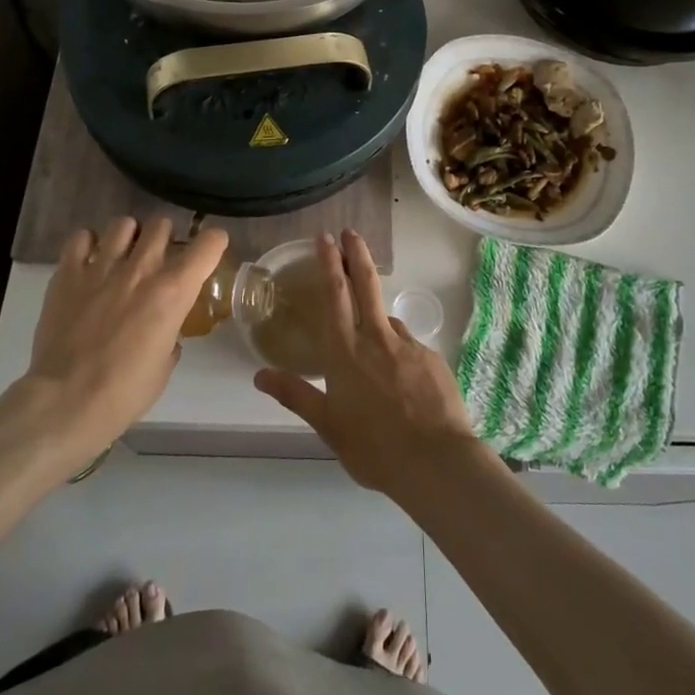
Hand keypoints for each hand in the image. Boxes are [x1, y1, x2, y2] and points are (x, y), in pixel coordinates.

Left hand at [20, 217, 227, 474]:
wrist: (66, 401)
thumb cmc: (124, 392)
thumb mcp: (164, 367)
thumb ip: (170, 337)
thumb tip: (166, 333)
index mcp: (174, 291)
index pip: (208, 243)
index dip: (213, 242)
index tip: (210, 250)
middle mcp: (142, 268)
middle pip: (162, 224)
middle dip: (165, 236)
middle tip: (158, 256)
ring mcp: (102, 267)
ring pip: (123, 223)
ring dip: (128, 236)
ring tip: (122, 254)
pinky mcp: (68, 274)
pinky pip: (81, 237)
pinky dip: (88, 244)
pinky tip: (88, 260)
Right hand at [254, 230, 479, 501]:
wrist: (435, 462)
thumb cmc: (374, 448)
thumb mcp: (327, 426)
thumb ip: (296, 395)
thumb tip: (259, 374)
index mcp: (345, 352)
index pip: (334, 296)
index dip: (329, 265)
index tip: (325, 238)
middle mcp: (376, 339)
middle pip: (365, 285)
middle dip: (356, 254)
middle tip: (351, 232)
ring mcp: (408, 346)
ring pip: (388, 321)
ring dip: (379, 322)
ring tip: (378, 361)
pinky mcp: (432, 358)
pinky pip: (410, 349)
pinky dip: (401, 357)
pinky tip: (405, 386)